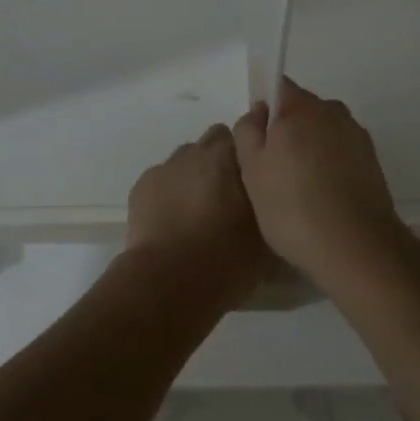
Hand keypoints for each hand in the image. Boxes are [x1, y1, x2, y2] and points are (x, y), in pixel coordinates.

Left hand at [125, 125, 272, 309]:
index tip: (256, 181)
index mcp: (231, 157)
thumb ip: (273, 213)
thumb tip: (277, 211)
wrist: (169, 282)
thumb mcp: (267, 241)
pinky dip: (169, 192)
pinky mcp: (142, 185)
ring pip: (186, 158)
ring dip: (195, 175)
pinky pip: (162, 178)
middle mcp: (198, 152)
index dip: (251, 158)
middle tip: (229, 195)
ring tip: (198, 210)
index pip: (247, 138)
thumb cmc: (226, 260)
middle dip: (222, 160)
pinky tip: (172, 221)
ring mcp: (167, 166)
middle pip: (214, 141)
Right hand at [232, 79, 407, 287]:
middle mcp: (333, 111)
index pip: (278, 88)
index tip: (258, 143)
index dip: (264, 111)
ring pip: (323, 133)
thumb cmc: (293, 206)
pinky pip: (341, 154)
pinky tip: (323, 200)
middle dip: (287, 132)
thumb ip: (248, 130)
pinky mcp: (373, 162)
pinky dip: (330, 168)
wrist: (357, 249)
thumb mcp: (251, 169)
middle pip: (302, 110)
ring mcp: (357, 136)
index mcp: (302, 106)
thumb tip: (259, 113)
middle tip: (273, 172)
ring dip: (310, 151)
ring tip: (300, 192)